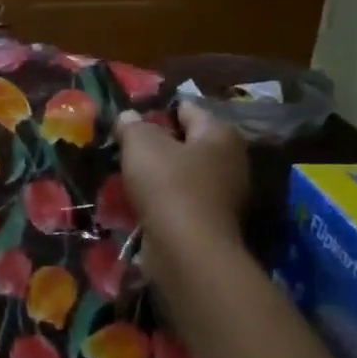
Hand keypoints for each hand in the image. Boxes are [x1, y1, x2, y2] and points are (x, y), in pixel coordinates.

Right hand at [115, 101, 249, 274]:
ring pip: (184, 172)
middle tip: (125, 147)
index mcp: (220, 133)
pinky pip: (182, 198)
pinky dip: (163, 198)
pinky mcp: (213, 220)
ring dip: (159, 173)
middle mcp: (231, 159)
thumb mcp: (141, 144)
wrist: (187, 248)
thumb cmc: (168, 185)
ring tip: (127, 174)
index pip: (186, 109)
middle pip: (187, 142)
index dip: (156, 111)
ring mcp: (226, 193)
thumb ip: (132, 125)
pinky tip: (140, 200)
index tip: (129, 119)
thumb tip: (128, 116)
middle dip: (158, 144)